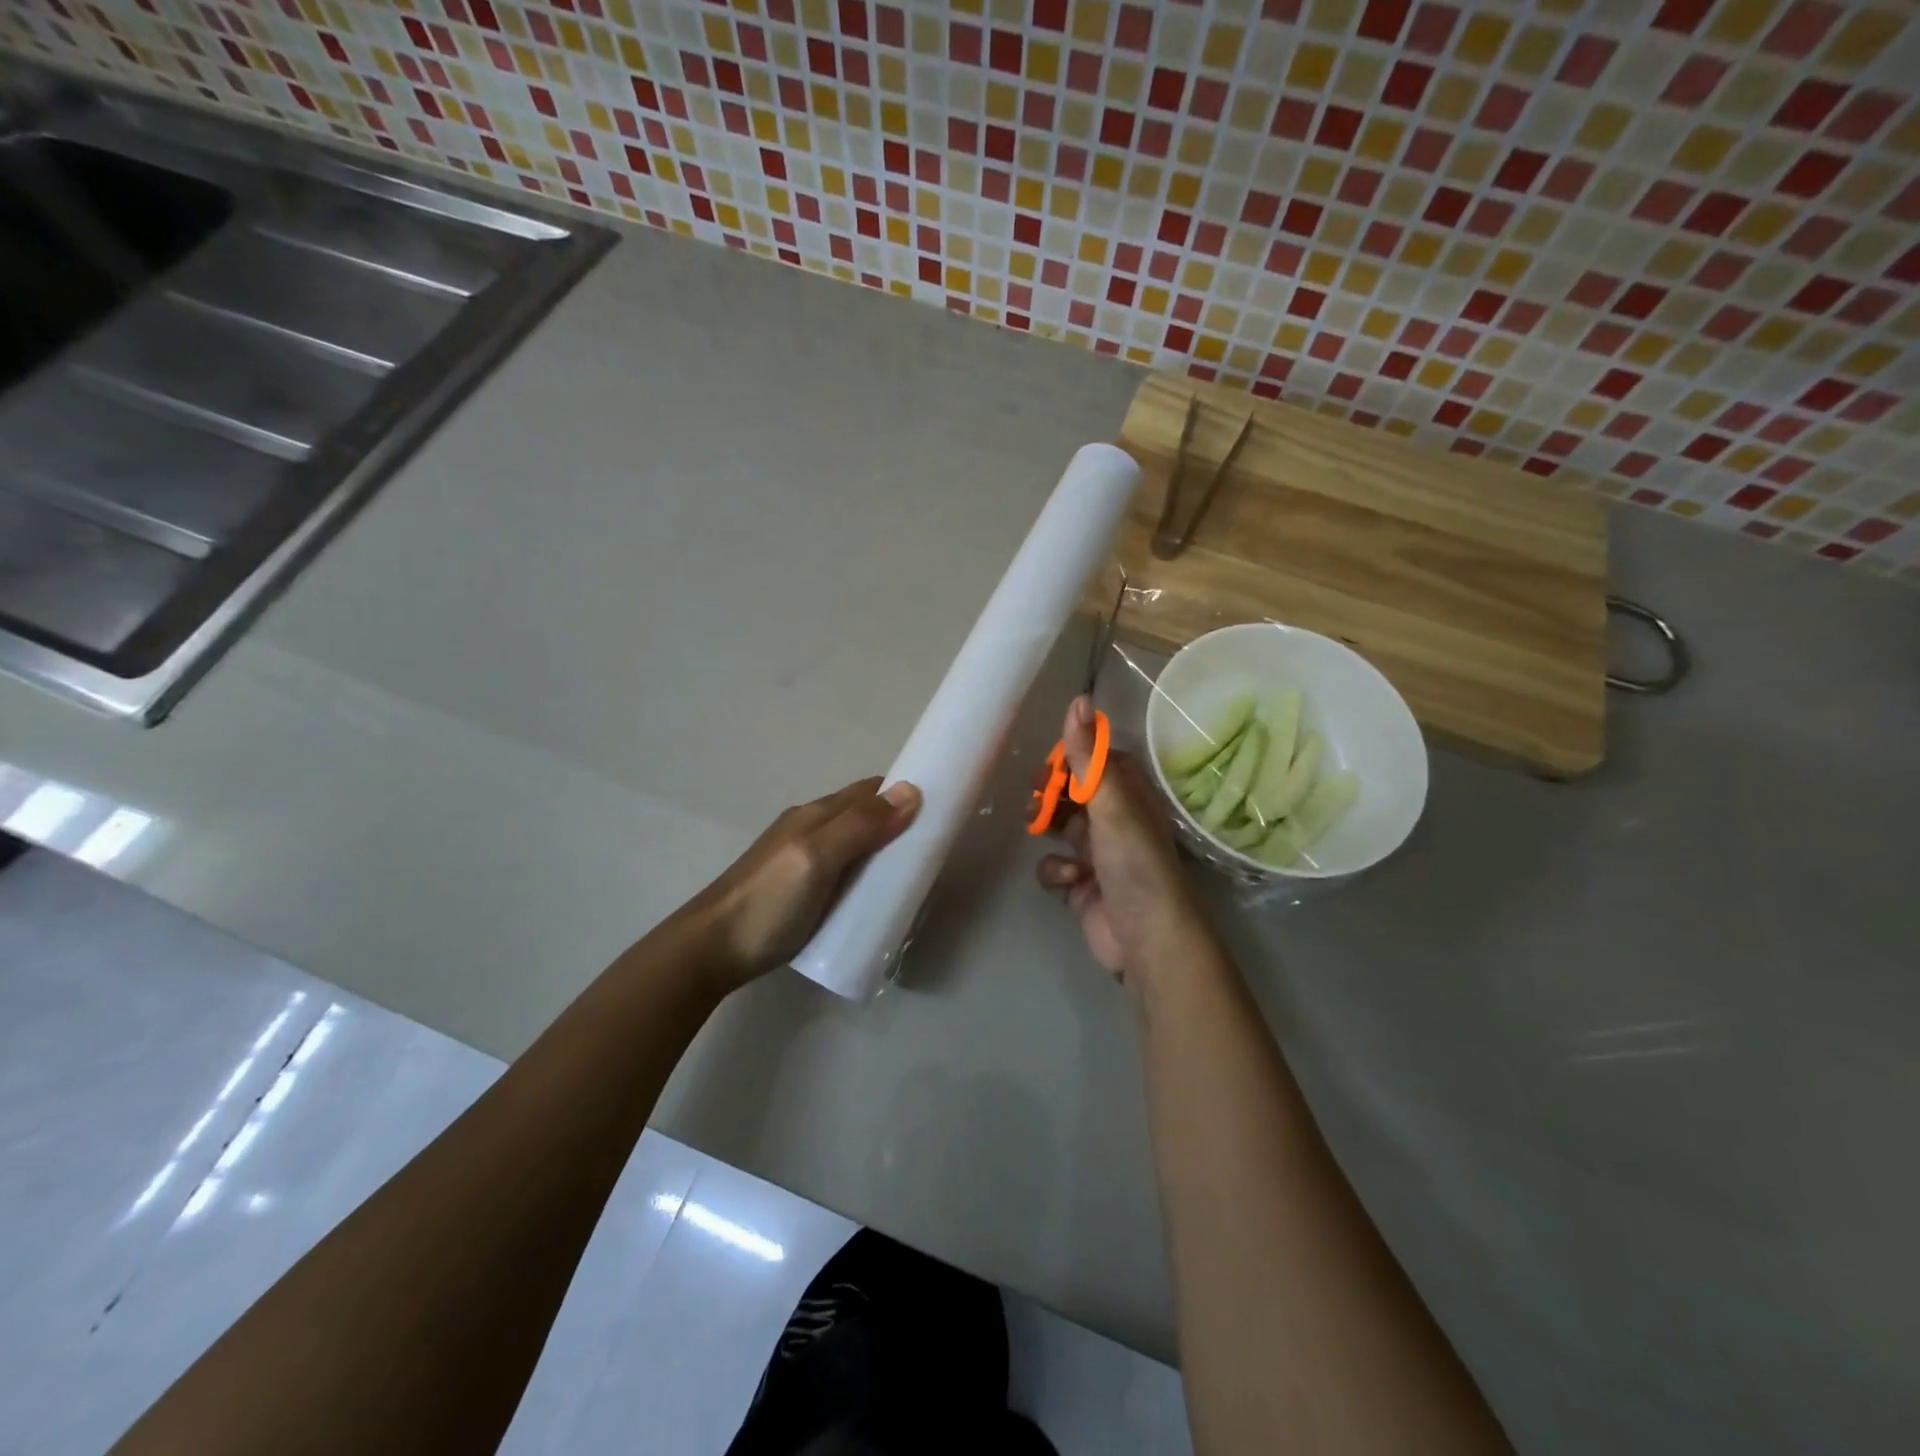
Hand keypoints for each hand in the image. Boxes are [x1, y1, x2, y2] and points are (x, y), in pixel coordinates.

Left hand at [676, 777, 920, 991]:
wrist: (711, 950)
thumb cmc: (768, 901)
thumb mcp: (817, 858)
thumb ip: (861, 826)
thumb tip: (912, 790)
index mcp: (816, 815)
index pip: (870, 791)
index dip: (903, 795)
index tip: (940, 812)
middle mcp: (810, 828)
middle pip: (863, 816)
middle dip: (898, 825)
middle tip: (932, 853)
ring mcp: (801, 859)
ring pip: (854, 844)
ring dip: (883, 852)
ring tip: (911, 878)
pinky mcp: (798, 889)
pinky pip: (843, 870)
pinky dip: (865, 874)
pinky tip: (874, 898)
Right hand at [1036, 697, 1214, 984]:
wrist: (1147, 938)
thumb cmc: (1134, 862)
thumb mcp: (1110, 803)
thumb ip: (1088, 756)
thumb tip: (1078, 699)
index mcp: (1129, 795)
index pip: (1095, 761)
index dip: (1071, 757)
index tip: (1049, 762)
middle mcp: (1114, 819)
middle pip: (1073, 792)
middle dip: (1051, 792)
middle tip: (1035, 796)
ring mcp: (1097, 853)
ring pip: (1059, 826)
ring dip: (1046, 825)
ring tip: (1036, 826)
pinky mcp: (1081, 884)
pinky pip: (1055, 864)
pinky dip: (1056, 869)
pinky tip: (1070, 878)